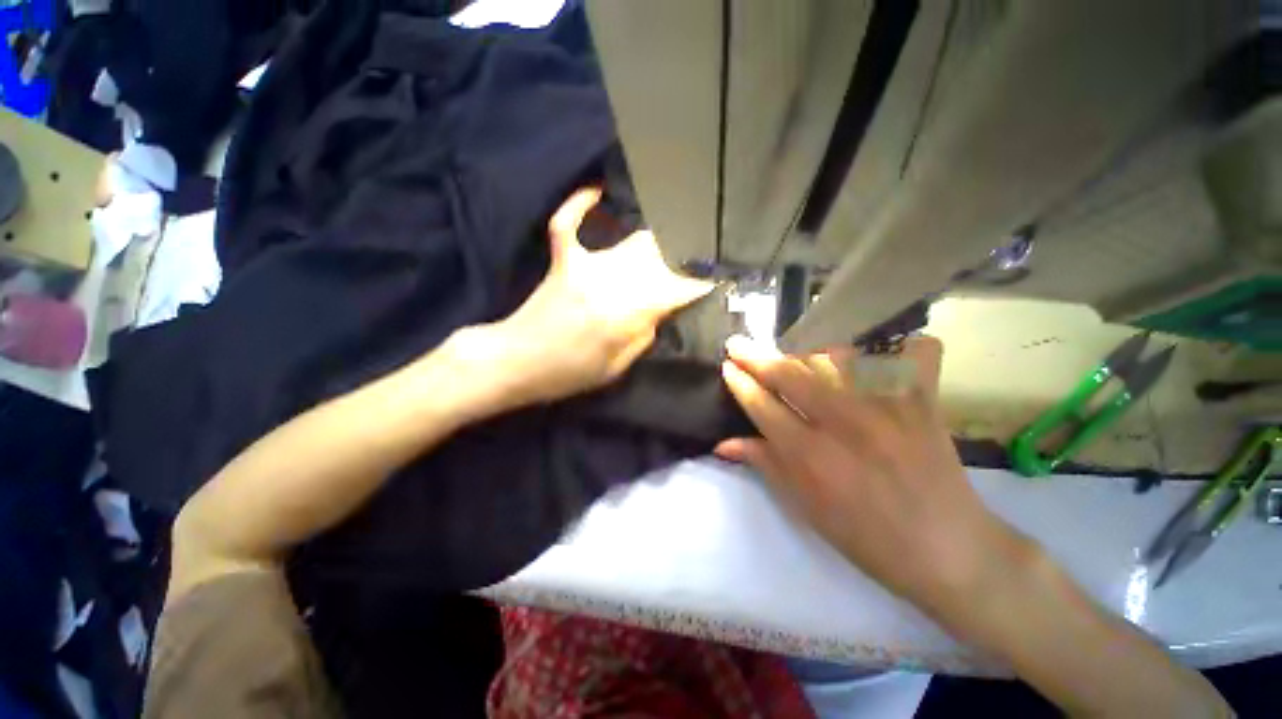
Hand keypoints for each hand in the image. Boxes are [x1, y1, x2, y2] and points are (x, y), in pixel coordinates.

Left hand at [474, 187, 713, 406]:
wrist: (516, 362)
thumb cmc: (569, 374)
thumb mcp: (617, 368)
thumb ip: (645, 335)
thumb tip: (661, 311)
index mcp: (628, 314)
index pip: (678, 288)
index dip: (701, 283)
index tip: (717, 280)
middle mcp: (613, 282)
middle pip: (662, 257)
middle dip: (686, 258)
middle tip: (699, 261)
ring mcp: (586, 266)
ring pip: (634, 242)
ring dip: (659, 244)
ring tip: (677, 241)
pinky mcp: (563, 260)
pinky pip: (570, 223)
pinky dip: (583, 205)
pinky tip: (598, 192)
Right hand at [716, 336, 1023, 615]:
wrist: (948, 553)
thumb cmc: (867, 537)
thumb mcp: (806, 508)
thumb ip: (765, 465)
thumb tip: (723, 443)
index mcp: (810, 456)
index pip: (761, 405)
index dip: (739, 382)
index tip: (727, 366)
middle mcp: (843, 424)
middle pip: (788, 374)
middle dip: (755, 355)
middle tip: (737, 343)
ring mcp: (887, 408)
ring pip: (838, 356)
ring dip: (812, 351)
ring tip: (801, 354)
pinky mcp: (923, 404)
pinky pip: (914, 356)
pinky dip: (904, 347)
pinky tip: (894, 348)